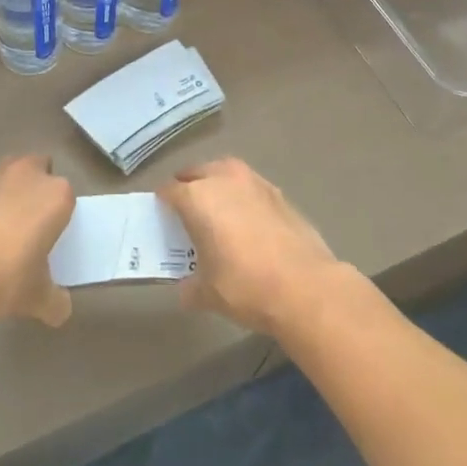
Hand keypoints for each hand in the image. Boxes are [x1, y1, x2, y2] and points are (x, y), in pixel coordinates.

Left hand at [0, 154, 75, 327]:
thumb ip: (55, 300)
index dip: (58, 215)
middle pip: (37, 170)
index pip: (66, 197)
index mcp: (55, 195)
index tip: (50, 236)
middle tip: (27, 224)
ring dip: (4, 192)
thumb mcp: (38, 298)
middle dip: (34, 189)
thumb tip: (60, 310)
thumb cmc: (5, 279)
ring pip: (5, 175)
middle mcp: (26, 175)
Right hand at [159, 157, 351, 336]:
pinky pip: (249, 185)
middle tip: (185, 209)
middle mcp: (223, 180)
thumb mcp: (208, 293)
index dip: (162, 202)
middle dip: (188, 185)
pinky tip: (246, 218)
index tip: (160, 215)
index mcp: (197, 198)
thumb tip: (186, 288)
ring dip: (216, 183)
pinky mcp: (279, 193)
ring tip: (216, 208)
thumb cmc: (246, 286)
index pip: (169, 191)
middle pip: (196, 172)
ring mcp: (254, 182)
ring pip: (225, 172)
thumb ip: (191, 286)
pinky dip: (242, 195)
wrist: (306, 287)